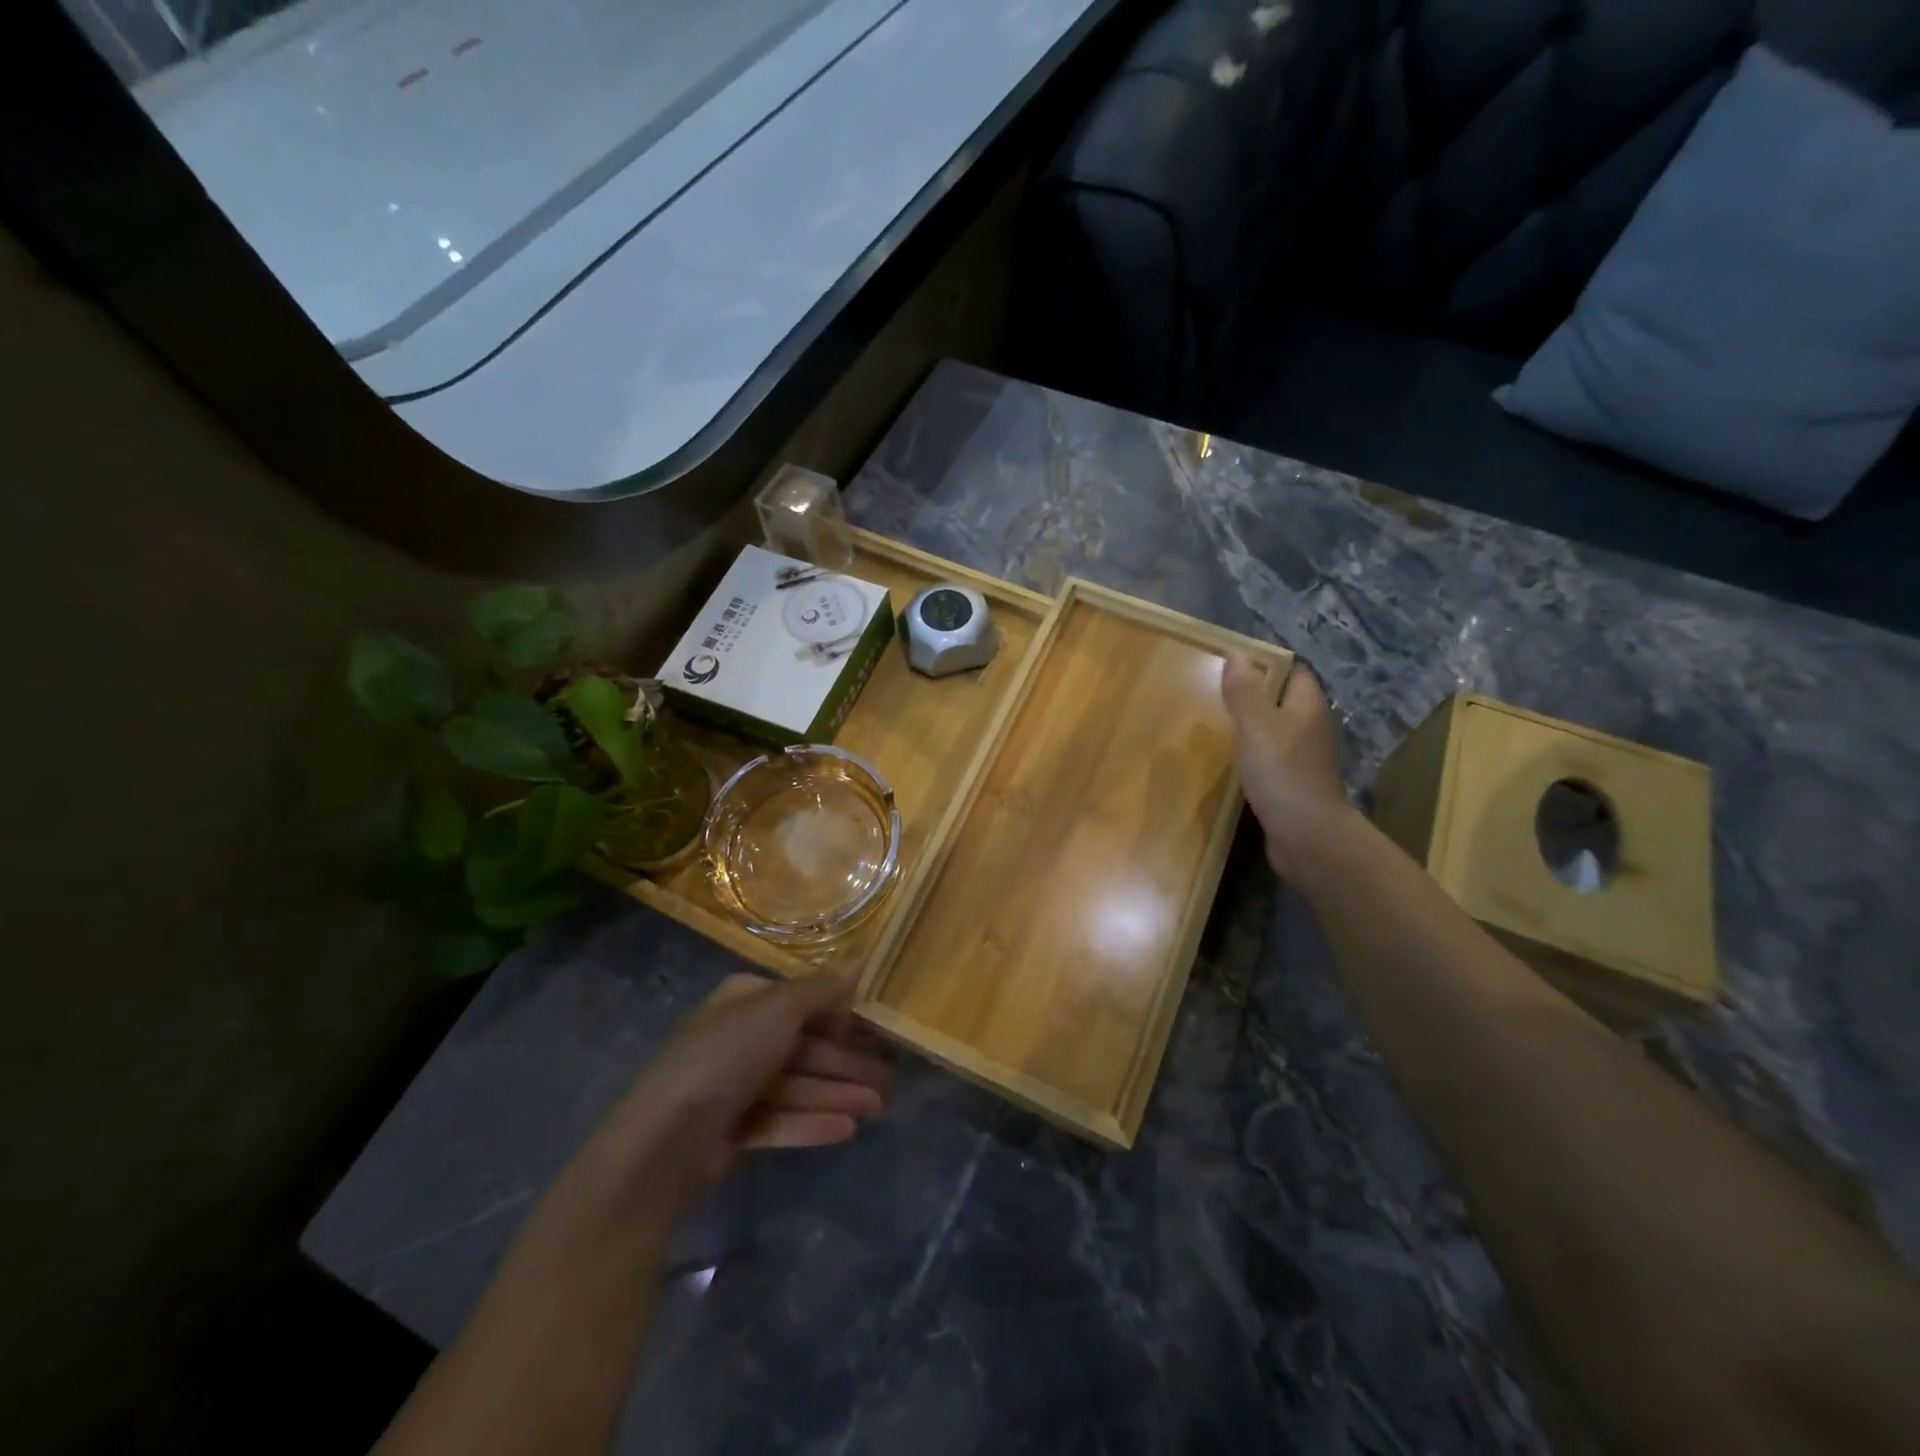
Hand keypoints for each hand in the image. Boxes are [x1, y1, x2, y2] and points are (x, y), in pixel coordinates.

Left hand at [583, 969, 894, 1220]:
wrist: (664, 1141)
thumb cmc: (726, 1057)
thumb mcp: (779, 1010)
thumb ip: (822, 990)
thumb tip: (860, 961)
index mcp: (746, 1001)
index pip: (805, 1003)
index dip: (844, 1017)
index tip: (881, 1033)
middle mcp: (741, 1037)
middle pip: (806, 1047)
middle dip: (849, 1063)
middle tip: (892, 1082)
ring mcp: (735, 1086)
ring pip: (799, 1085)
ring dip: (839, 1094)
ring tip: (880, 1108)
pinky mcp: (732, 1130)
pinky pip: (781, 1120)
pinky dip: (812, 1122)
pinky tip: (847, 1130)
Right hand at [1221, 654, 1350, 879]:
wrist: (1306, 834)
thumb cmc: (1281, 771)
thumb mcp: (1255, 724)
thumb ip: (1244, 690)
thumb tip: (1238, 654)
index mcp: (1309, 707)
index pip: (1294, 673)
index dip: (1269, 665)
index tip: (1236, 667)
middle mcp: (1314, 728)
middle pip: (1288, 702)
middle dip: (1260, 696)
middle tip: (1223, 696)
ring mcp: (1309, 759)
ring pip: (1282, 732)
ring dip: (1259, 728)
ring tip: (1226, 727)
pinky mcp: (1298, 785)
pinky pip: (1277, 760)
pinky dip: (1260, 756)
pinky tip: (1239, 763)